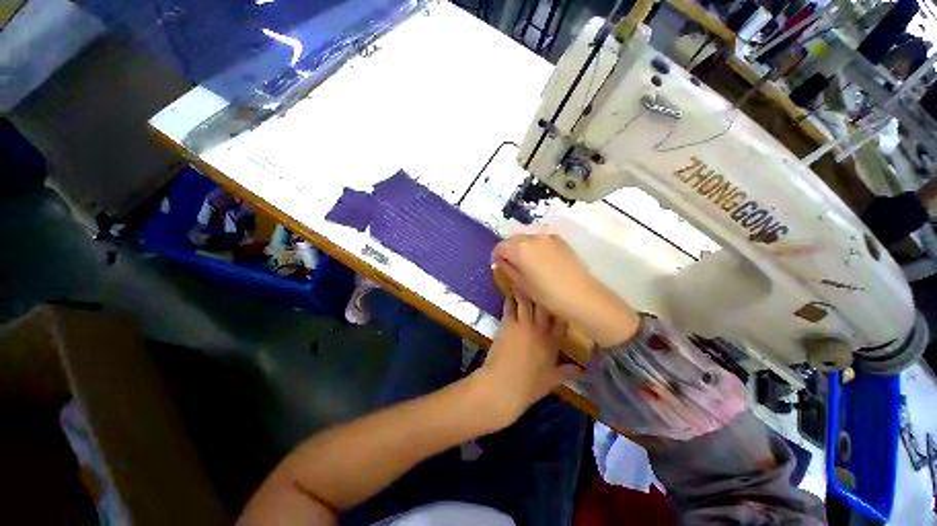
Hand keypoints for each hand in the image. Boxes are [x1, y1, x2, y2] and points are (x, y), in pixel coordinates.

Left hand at [472, 293, 581, 427]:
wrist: (504, 385)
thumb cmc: (529, 386)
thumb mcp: (552, 381)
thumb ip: (568, 372)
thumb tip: (583, 370)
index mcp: (553, 344)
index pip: (561, 323)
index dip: (561, 310)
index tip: (562, 298)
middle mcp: (540, 330)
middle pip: (544, 307)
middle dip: (543, 293)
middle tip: (542, 280)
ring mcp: (524, 325)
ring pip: (527, 303)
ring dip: (525, 291)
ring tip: (524, 278)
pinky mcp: (508, 324)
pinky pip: (510, 307)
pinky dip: (510, 299)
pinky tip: (510, 291)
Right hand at [492, 234, 639, 346]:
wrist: (581, 296)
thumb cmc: (547, 294)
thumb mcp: (522, 284)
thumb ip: (508, 268)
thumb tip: (501, 261)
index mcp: (520, 248)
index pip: (500, 247)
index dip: (496, 256)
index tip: (499, 266)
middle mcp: (533, 237)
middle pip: (513, 239)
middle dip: (509, 250)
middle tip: (511, 265)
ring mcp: (548, 237)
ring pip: (527, 238)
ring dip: (522, 247)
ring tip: (527, 263)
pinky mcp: (560, 240)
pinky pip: (541, 240)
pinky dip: (535, 246)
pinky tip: (541, 260)